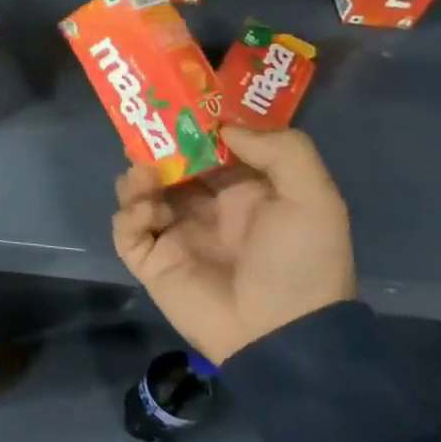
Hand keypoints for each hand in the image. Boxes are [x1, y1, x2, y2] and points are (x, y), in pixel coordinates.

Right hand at [112, 125, 354, 365]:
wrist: (281, 334)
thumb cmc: (299, 261)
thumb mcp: (314, 199)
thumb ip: (281, 150)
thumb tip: (223, 130)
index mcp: (241, 192)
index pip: (208, 149)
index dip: (191, 127)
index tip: (175, 107)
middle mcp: (204, 207)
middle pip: (167, 165)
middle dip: (154, 147)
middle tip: (142, 132)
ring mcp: (175, 233)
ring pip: (139, 192)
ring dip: (137, 178)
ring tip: (146, 176)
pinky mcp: (151, 259)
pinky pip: (126, 228)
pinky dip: (129, 213)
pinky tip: (146, 211)